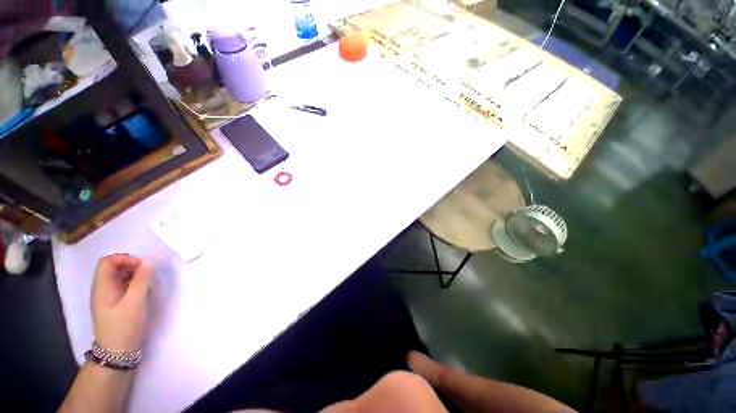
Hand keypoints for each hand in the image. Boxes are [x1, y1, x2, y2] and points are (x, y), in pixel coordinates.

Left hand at [91, 254, 153, 353]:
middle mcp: (102, 289)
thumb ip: (141, 281)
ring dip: (135, 276)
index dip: (126, 259)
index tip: (143, 267)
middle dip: (132, 266)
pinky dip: (134, 284)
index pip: (108, 261)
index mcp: (102, 287)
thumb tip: (148, 262)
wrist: (117, 353)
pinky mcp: (114, 304)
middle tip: (148, 275)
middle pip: (113, 267)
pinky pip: (123, 286)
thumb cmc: (124, 326)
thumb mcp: (135, 303)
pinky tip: (143, 293)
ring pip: (119, 277)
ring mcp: (107, 297)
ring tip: (148, 284)